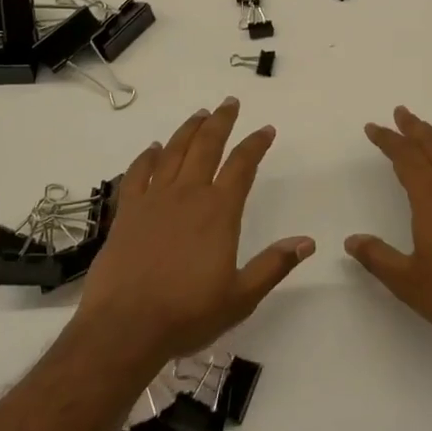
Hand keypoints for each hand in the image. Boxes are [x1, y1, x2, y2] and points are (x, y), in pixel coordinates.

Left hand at [75, 99, 313, 372]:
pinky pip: (137, 173)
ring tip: (200, 114)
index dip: (256, 144)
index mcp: (219, 211)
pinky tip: (154, 148)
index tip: (266, 130)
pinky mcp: (127, 212)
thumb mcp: (241, 297)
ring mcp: (154, 200)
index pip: (242, 165)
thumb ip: (273, 266)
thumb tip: (307, 242)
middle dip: (221, 121)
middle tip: (230, 103)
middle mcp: (188, 194)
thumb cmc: (187, 313)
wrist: (124, 327)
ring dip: (189, 129)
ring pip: (174, 151)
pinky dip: (148, 156)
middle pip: (207, 145)